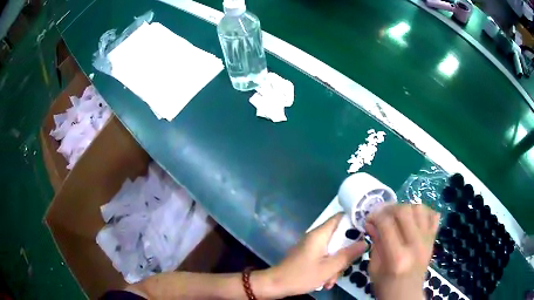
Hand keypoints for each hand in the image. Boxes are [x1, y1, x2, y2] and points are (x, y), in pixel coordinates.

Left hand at [261, 213, 366, 297]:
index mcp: (320, 234)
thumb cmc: (302, 275)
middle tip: (345, 266)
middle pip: (340, 237)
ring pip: (333, 250)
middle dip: (345, 253)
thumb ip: (348, 255)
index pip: (340, 217)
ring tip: (331, 280)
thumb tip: (365, 242)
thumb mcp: (329, 268)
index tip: (366, 232)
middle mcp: (317, 237)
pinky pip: (325, 257)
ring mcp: (312, 247)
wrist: (276, 284)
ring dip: (336, 265)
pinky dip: (328, 268)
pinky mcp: (309, 256)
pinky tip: (326, 281)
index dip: (355, 221)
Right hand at [365, 204, 439, 299]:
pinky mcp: (433, 240)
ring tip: (397, 216)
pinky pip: (433, 216)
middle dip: (389, 208)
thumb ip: (375, 243)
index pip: (387, 224)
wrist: (406, 295)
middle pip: (405, 211)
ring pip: (420, 209)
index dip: (375, 216)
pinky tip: (414, 218)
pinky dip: (424, 212)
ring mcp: (427, 241)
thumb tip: (371, 223)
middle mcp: (415, 245)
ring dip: (406, 207)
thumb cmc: (386, 286)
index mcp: (397, 256)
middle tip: (381, 215)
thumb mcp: (374, 268)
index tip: (369, 219)